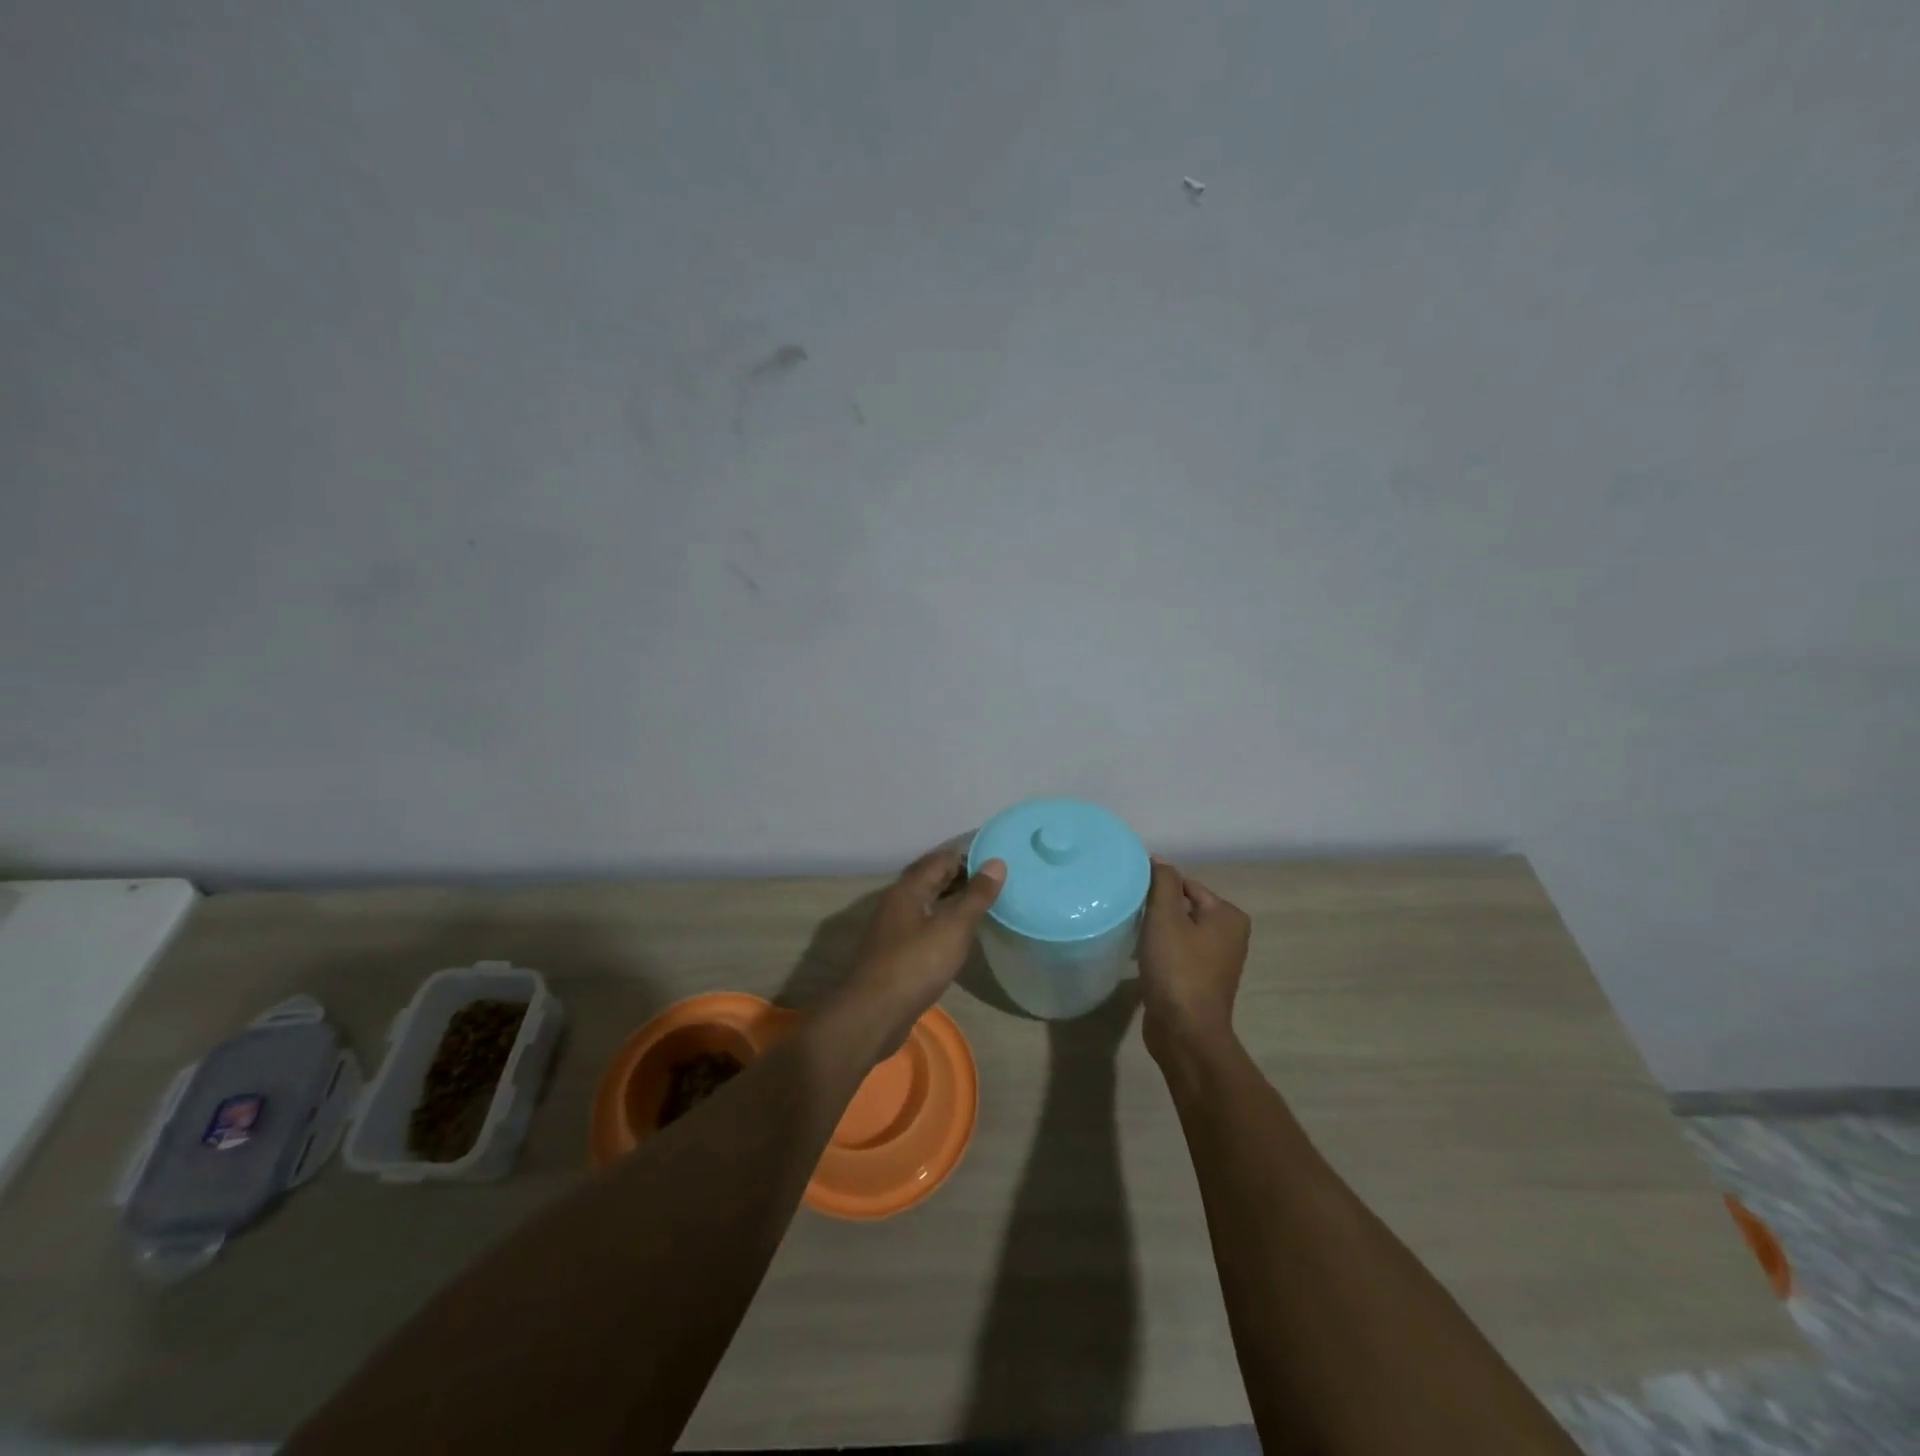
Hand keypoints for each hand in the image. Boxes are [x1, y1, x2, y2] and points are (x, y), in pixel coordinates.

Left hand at [833, 847, 1005, 1054]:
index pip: (941, 859)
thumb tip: (997, 863)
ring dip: (952, 901)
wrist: (875, 1013)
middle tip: (994, 884)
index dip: (968, 857)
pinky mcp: (896, 952)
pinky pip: (923, 926)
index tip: (996, 865)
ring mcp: (894, 928)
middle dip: (961, 878)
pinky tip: (959, 936)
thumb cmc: (917, 964)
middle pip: (931, 879)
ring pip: (927, 903)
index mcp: (909, 889)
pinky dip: (943, 923)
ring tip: (982, 907)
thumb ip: (976, 896)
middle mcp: (898, 902)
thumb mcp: (954, 927)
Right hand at [1139, 860, 1250, 1066]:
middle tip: (1129, 915)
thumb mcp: (1166, 916)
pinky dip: (1160, 954)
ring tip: (1131, 936)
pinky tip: (1139, 959)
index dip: (1158, 888)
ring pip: (1178, 933)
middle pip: (1183, 908)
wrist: (1184, 1031)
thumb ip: (1162, 882)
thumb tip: (1159, 860)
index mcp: (1228, 916)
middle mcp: (1229, 936)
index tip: (1132, 896)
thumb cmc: (1177, 968)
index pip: (1187, 885)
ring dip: (1155, 933)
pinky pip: (1177, 955)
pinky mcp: (1200, 982)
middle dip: (1156, 911)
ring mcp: (1217, 962)